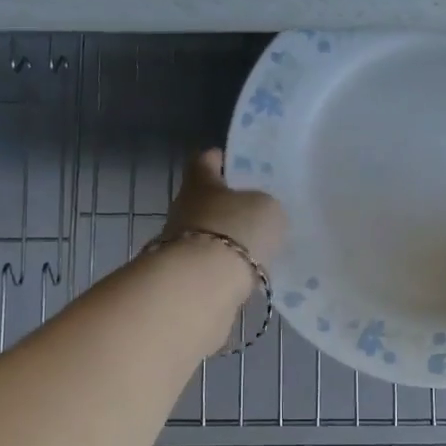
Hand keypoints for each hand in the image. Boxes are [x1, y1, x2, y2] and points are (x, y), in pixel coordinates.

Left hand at [163, 149, 287, 292]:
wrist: (202, 286)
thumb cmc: (235, 230)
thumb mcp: (267, 208)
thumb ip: (265, 205)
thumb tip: (260, 212)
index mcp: (200, 182)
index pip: (204, 160)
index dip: (219, 159)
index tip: (235, 163)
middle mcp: (183, 209)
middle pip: (205, 199)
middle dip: (228, 204)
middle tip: (257, 210)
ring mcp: (178, 244)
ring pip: (207, 233)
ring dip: (227, 239)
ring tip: (257, 246)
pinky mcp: (184, 276)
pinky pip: (209, 265)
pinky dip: (225, 267)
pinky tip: (248, 273)